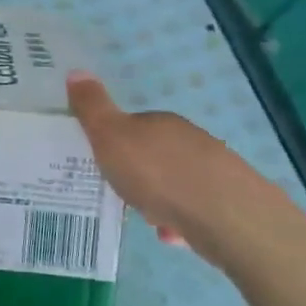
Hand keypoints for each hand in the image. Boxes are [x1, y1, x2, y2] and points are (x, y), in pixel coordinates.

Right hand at [66, 71, 305, 267]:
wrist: (224, 216)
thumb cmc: (157, 173)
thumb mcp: (110, 136)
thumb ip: (92, 107)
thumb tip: (76, 71)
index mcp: (160, 122)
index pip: (133, 125)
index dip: (116, 144)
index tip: (104, 164)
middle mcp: (190, 139)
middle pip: (156, 154)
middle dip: (140, 173)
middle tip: (122, 193)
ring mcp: (214, 169)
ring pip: (177, 182)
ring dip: (161, 198)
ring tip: (147, 218)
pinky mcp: (230, 201)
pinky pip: (195, 208)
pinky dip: (181, 219)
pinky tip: (172, 235)